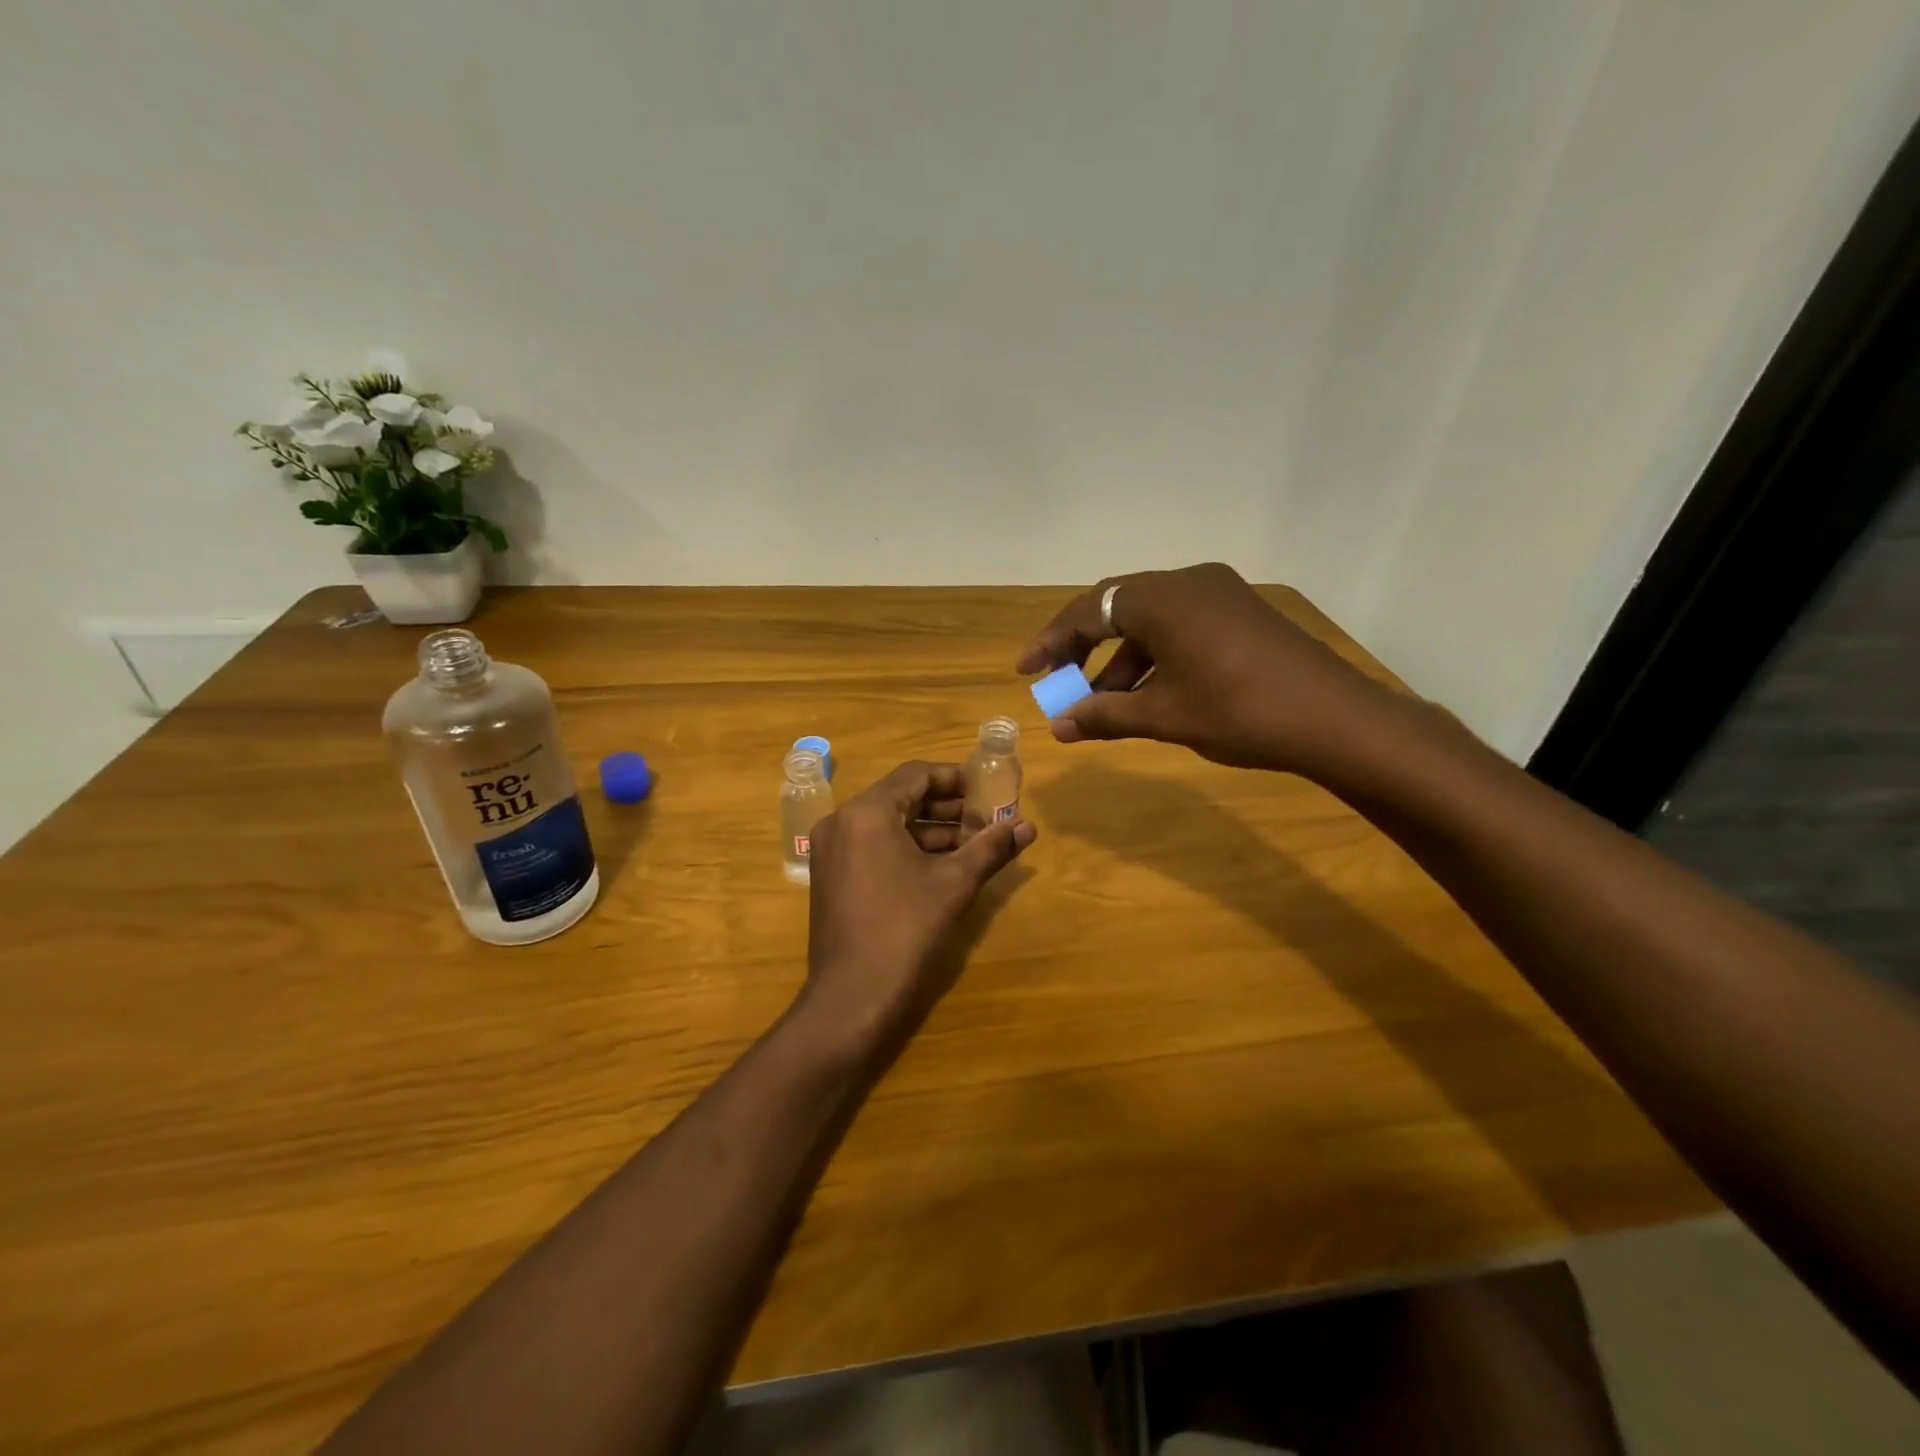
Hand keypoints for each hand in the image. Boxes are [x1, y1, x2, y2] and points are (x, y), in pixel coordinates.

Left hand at [803, 761, 1035, 1044]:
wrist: (852, 996)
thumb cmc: (905, 929)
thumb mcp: (955, 883)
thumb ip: (991, 847)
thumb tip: (1028, 826)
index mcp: (867, 812)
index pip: (915, 774)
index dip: (954, 778)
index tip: (986, 790)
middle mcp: (842, 821)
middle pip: (900, 797)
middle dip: (946, 806)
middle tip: (984, 817)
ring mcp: (832, 850)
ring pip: (888, 824)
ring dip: (930, 829)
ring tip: (972, 842)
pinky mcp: (832, 876)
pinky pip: (873, 845)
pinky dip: (907, 848)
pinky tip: (942, 865)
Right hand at [1016, 562, 1402, 777]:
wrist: (1336, 720)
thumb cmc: (1239, 712)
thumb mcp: (1164, 716)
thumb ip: (1105, 715)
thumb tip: (1058, 727)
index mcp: (1162, 598)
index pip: (1089, 610)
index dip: (1052, 642)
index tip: (1026, 671)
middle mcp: (1187, 583)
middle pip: (1117, 608)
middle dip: (1083, 648)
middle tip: (1059, 682)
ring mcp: (1218, 595)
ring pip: (1150, 621)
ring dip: (1121, 660)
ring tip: (1102, 704)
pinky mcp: (1240, 613)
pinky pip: (1180, 627)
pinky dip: (1155, 657)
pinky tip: (1148, 695)